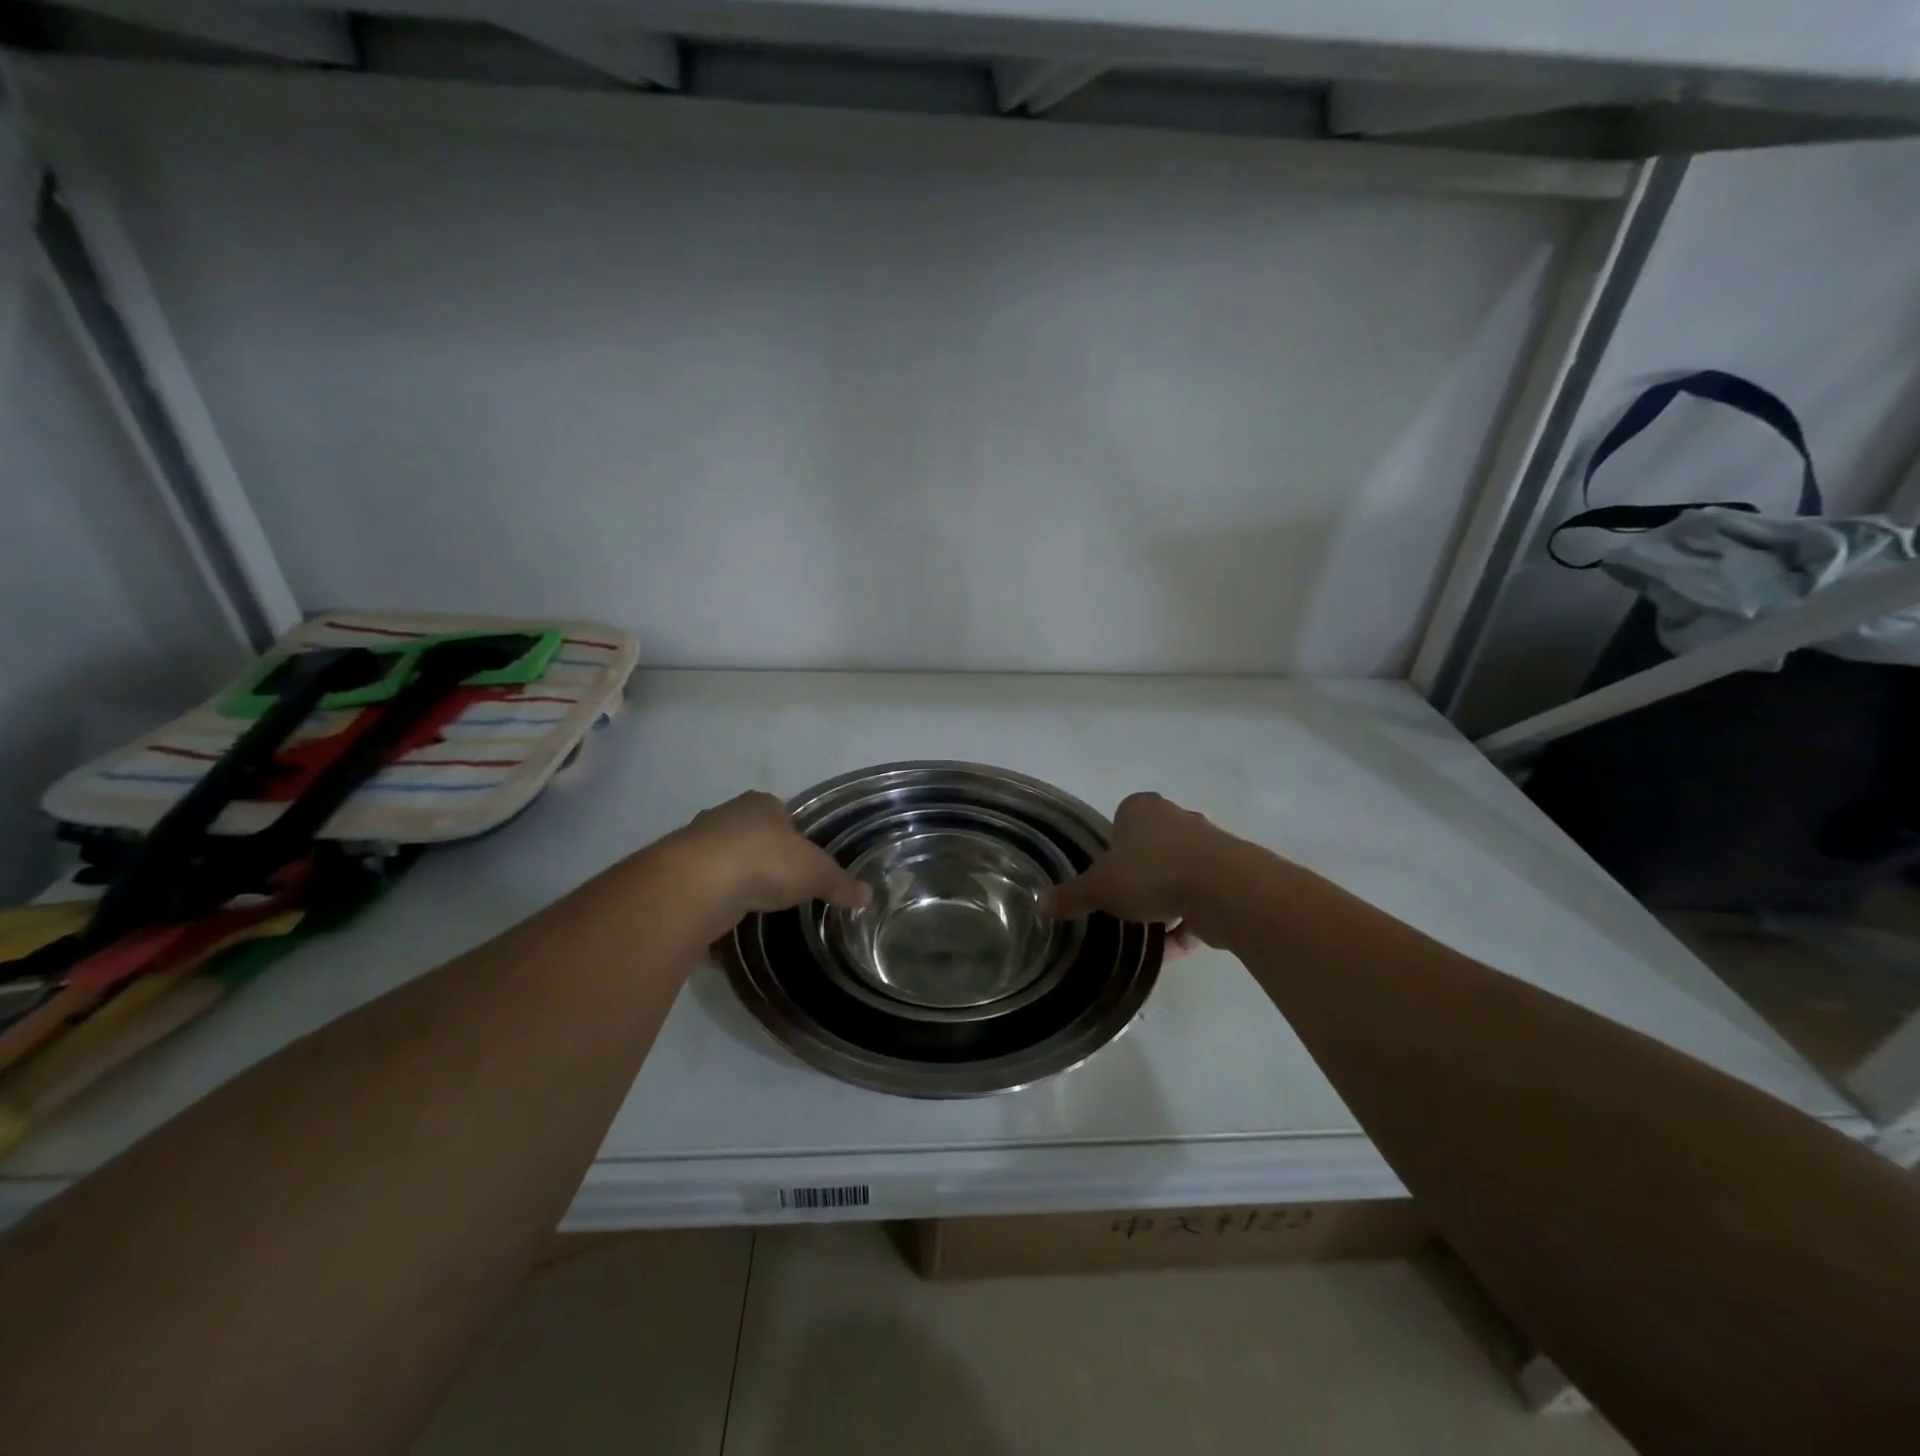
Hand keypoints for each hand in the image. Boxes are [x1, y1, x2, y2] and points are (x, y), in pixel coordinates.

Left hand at [670, 792, 869, 922]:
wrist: (699, 885)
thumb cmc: (766, 862)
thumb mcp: (816, 873)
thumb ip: (840, 884)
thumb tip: (868, 895)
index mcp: (760, 805)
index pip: (780, 813)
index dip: (792, 835)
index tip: (800, 861)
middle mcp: (725, 817)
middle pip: (748, 836)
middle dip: (761, 859)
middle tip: (778, 887)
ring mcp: (695, 845)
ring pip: (721, 864)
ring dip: (733, 885)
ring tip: (752, 910)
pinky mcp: (676, 877)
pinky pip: (701, 894)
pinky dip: (711, 911)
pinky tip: (723, 931)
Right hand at [1042, 793, 1223, 950]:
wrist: (1224, 890)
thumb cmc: (1151, 873)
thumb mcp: (1098, 887)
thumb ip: (1071, 895)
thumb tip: (1038, 903)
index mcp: (1142, 809)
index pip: (1121, 819)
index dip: (1112, 847)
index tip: (1105, 875)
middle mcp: (1177, 819)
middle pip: (1151, 847)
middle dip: (1139, 874)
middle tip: (1123, 902)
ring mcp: (1208, 846)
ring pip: (1178, 874)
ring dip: (1164, 901)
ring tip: (1146, 932)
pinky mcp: (1230, 877)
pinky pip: (1200, 901)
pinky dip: (1186, 923)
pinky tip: (1170, 950)